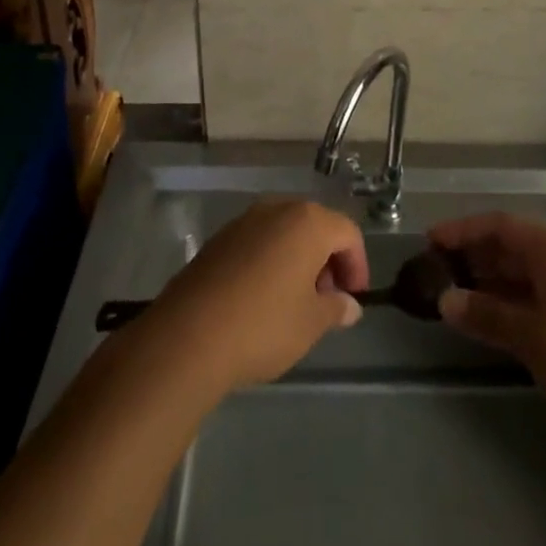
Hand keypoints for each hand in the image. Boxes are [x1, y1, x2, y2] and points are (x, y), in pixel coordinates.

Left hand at [141, 199, 368, 393]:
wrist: (188, 336)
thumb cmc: (263, 325)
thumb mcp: (310, 323)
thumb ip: (335, 308)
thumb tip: (349, 305)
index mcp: (308, 222)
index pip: (347, 233)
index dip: (357, 265)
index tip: (353, 298)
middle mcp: (277, 209)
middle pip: (316, 226)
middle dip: (328, 260)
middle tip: (327, 300)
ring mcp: (244, 221)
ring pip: (285, 233)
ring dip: (299, 260)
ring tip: (296, 302)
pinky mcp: (219, 239)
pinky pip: (258, 242)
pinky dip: (271, 262)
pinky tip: (263, 298)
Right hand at [429, 213, 545, 439]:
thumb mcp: (534, 336)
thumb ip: (488, 315)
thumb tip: (444, 299)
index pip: (500, 226)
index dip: (464, 229)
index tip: (429, 240)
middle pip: (507, 249)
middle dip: (471, 256)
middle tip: (431, 271)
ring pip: (515, 278)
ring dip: (483, 284)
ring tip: (445, 296)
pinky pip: (525, 305)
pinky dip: (500, 308)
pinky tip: (478, 323)